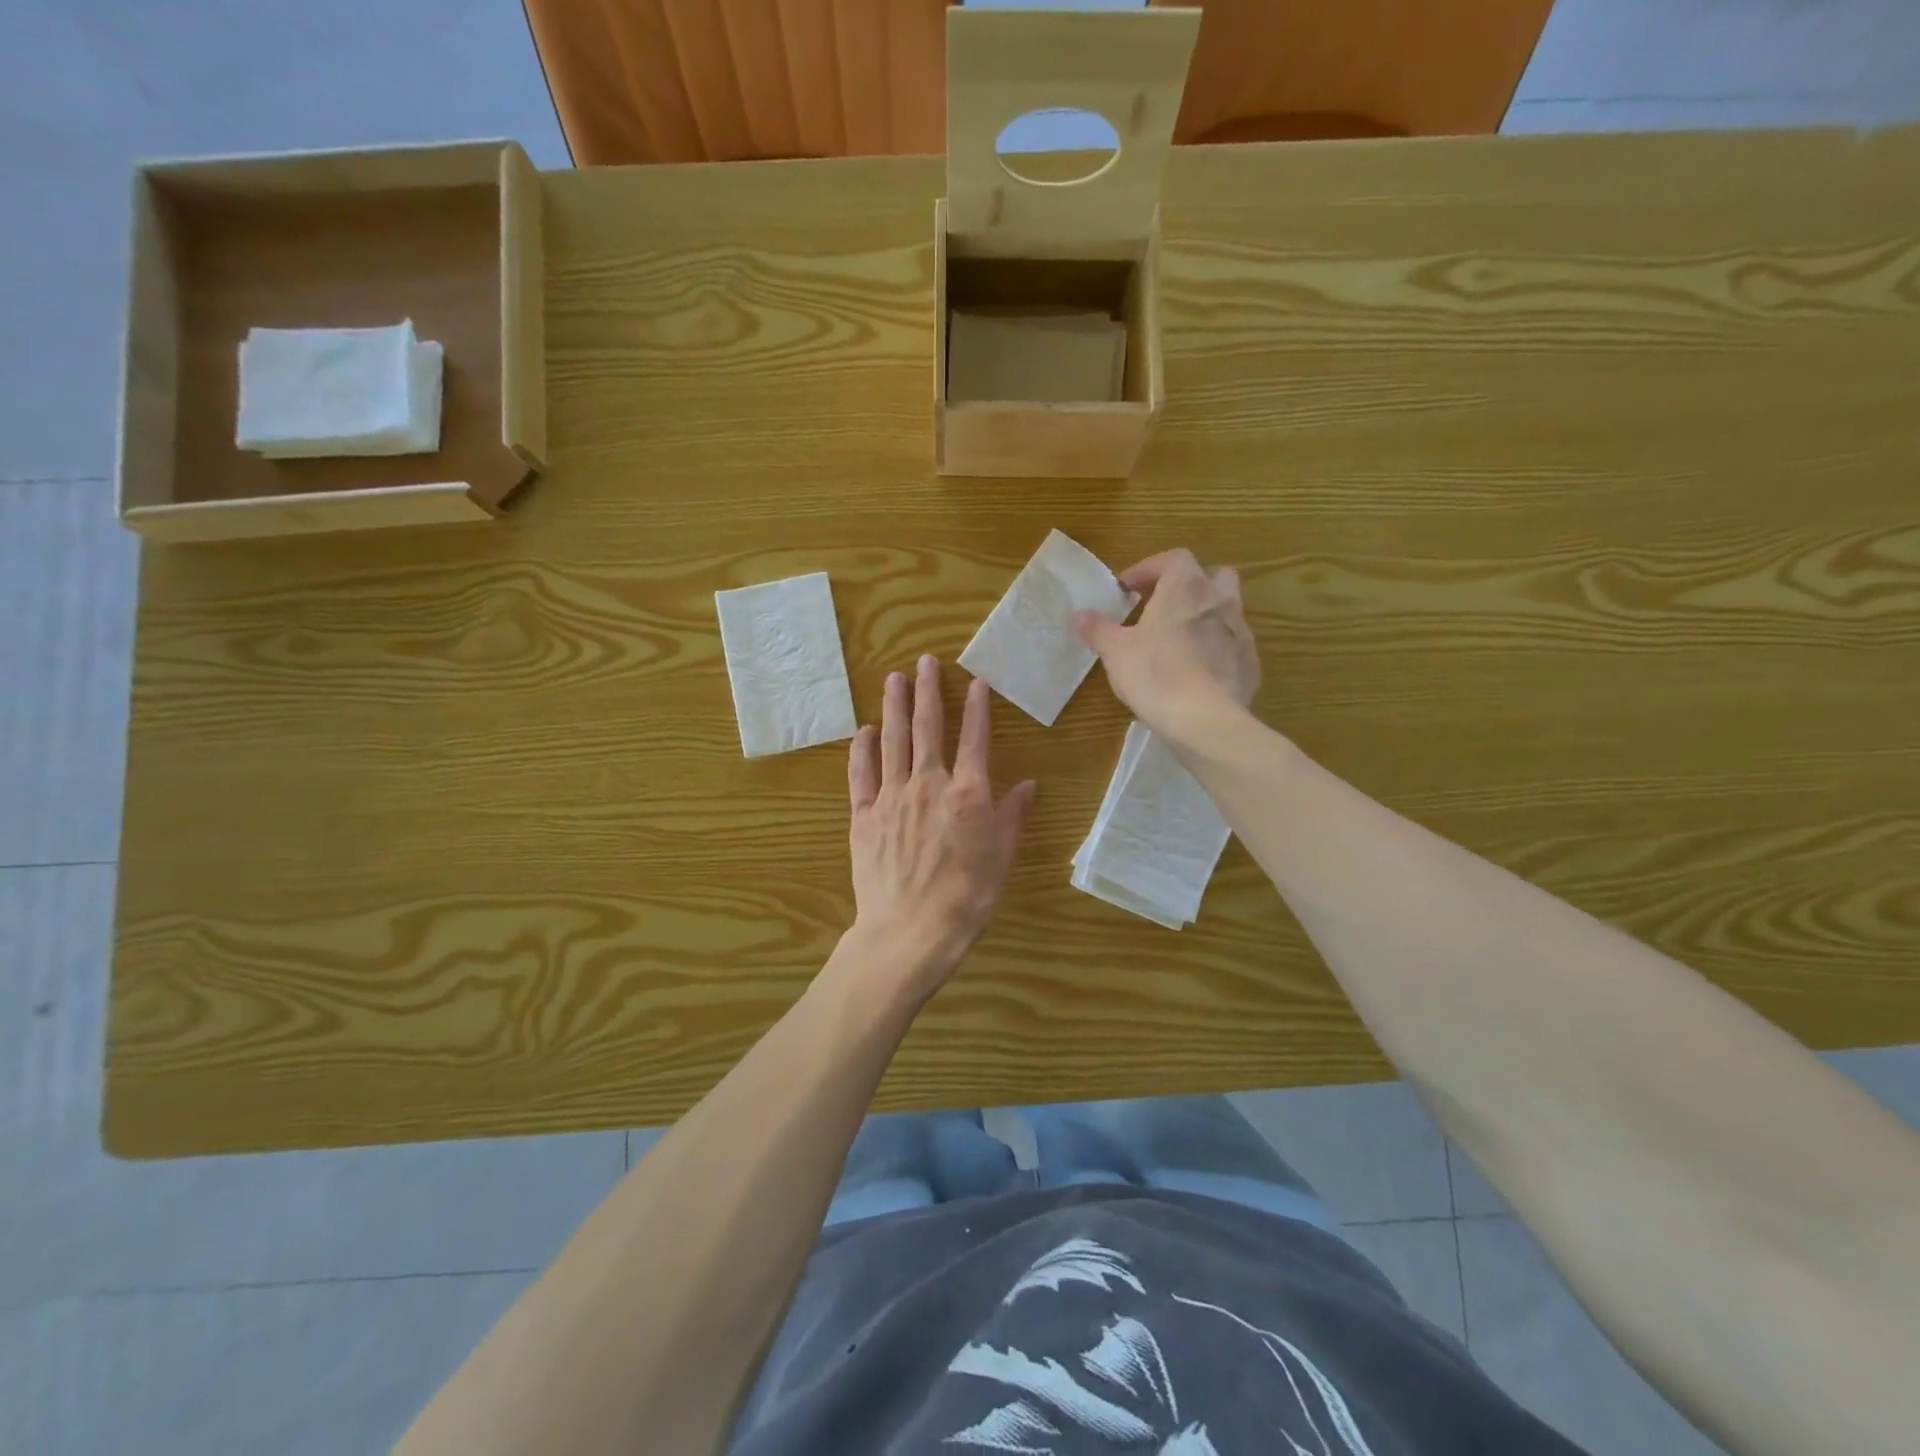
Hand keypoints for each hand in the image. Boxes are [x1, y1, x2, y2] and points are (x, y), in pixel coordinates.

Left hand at [845, 655, 1035, 1003]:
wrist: (910, 931)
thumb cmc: (966, 898)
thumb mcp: (1002, 858)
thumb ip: (1013, 816)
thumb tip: (1030, 784)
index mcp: (967, 793)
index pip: (974, 739)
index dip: (976, 707)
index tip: (975, 681)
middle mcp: (928, 784)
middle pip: (928, 728)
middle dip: (928, 691)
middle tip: (924, 661)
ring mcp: (891, 797)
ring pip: (893, 741)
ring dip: (894, 707)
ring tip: (893, 679)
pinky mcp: (864, 816)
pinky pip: (861, 774)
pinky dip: (862, 750)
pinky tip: (865, 731)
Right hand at [1072, 548, 1260, 746]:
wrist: (1206, 721)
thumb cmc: (1156, 675)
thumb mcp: (1115, 652)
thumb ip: (1097, 629)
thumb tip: (1077, 615)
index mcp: (1186, 588)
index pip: (1174, 559)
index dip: (1149, 568)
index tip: (1128, 589)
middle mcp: (1220, 601)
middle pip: (1213, 576)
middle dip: (1189, 585)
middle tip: (1164, 606)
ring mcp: (1241, 632)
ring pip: (1226, 610)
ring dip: (1204, 617)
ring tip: (1179, 641)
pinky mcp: (1251, 664)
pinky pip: (1233, 646)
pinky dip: (1216, 649)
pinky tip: (1198, 672)